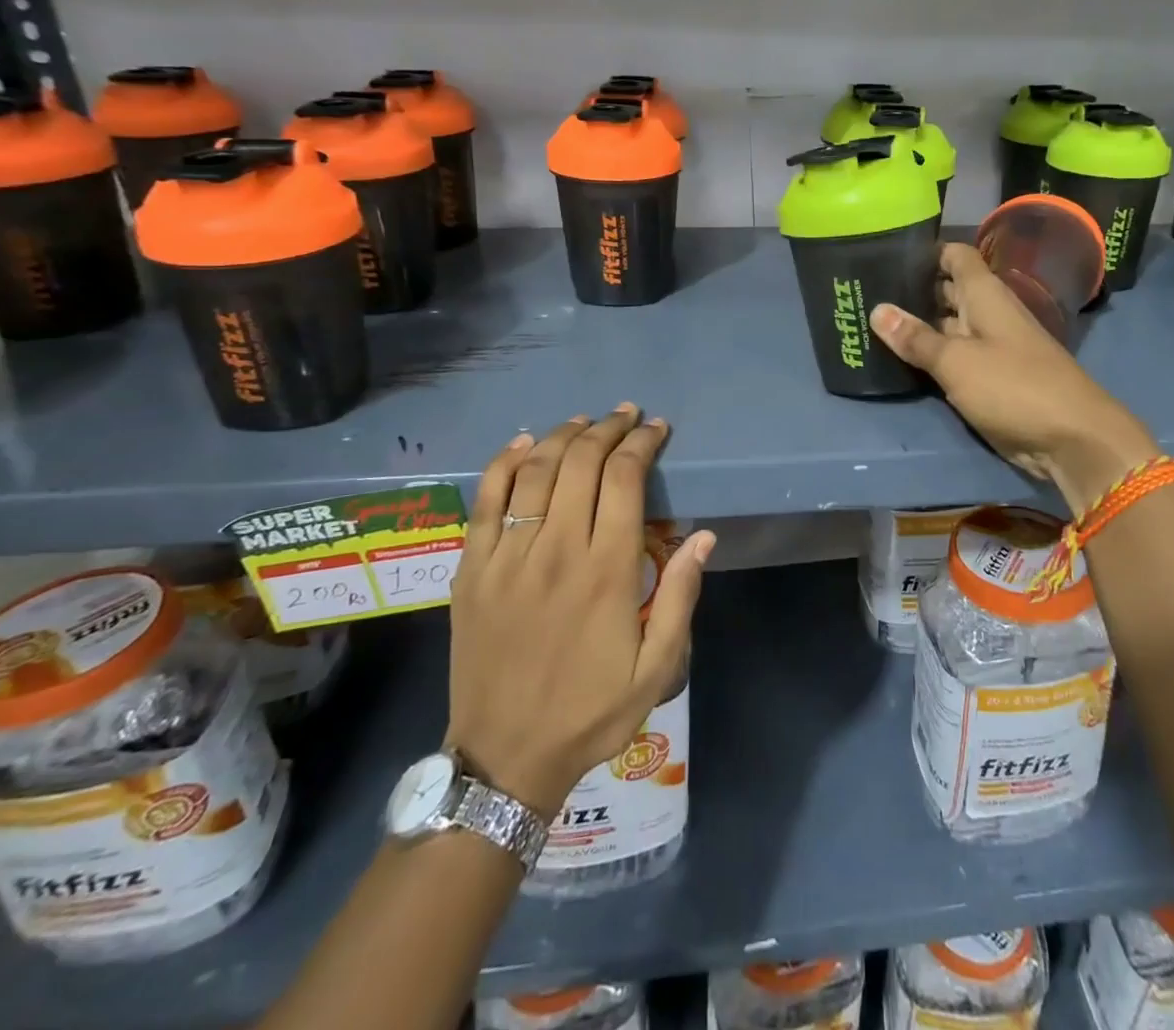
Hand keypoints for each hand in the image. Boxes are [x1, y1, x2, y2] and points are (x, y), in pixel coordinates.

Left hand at [446, 405, 714, 815]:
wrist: (505, 758)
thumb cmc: (590, 712)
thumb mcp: (656, 669)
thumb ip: (680, 598)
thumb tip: (702, 537)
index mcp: (606, 571)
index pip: (625, 479)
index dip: (642, 443)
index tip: (656, 428)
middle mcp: (556, 550)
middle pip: (581, 463)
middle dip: (608, 428)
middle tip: (626, 414)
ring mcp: (507, 557)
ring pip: (536, 472)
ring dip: (563, 435)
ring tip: (585, 420)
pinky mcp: (471, 570)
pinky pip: (485, 501)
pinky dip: (504, 463)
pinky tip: (523, 443)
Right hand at [871, 243, 1157, 514]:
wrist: (1071, 438)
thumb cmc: (1013, 386)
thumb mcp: (956, 361)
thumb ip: (916, 338)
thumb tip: (876, 310)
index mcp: (986, 295)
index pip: (956, 256)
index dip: (926, 252)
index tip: (887, 254)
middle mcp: (989, 314)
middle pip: (949, 291)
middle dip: (913, 291)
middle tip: (865, 292)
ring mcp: (991, 348)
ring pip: (949, 327)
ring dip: (918, 327)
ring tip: (872, 324)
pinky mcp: (991, 379)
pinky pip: (955, 359)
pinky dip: (931, 358)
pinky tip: (899, 360)